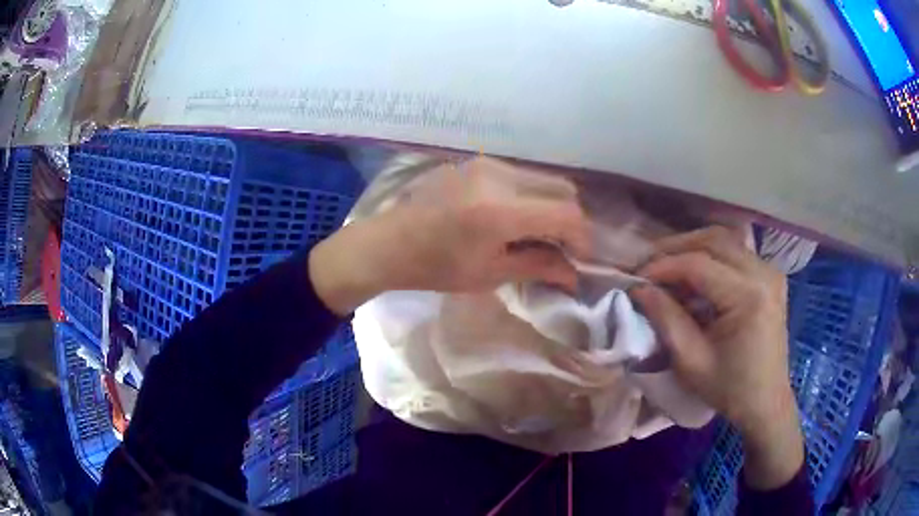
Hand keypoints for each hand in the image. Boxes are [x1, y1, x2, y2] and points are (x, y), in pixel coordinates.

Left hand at [310, 157, 590, 313]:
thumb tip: (574, 274)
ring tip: (538, 233)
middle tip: (562, 247)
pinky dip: (529, 195)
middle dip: (571, 220)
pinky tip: (514, 217)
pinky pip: (519, 175)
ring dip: (551, 205)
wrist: (388, 243)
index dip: (582, 238)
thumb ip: (538, 267)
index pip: (566, 214)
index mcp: (500, 210)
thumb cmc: (435, 267)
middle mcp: (498, 176)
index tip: (580, 259)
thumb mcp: (490, 274)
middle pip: (562, 188)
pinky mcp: (475, 161)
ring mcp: (485, 164)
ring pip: (542, 179)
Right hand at [631, 226, 803, 489]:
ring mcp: (770, 271)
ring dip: (692, 249)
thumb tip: (640, 289)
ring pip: (724, 240)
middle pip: (713, 240)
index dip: (663, 266)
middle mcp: (763, 274)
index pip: (698, 264)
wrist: (766, 401)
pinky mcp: (770, 276)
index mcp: (748, 297)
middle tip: (648, 264)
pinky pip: (735, 253)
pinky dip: (710, 257)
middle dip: (676, 248)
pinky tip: (694, 276)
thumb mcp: (691, 362)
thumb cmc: (729, 389)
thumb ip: (666, 319)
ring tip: (667, 268)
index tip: (636, 277)